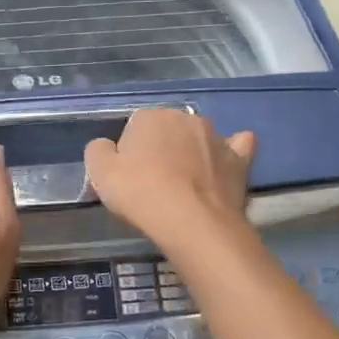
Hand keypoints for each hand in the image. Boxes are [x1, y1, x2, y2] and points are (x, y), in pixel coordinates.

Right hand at [84, 109, 255, 254]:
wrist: (192, 222)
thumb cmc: (141, 194)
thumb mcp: (100, 173)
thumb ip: (98, 151)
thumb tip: (106, 146)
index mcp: (150, 116)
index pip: (135, 127)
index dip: (129, 152)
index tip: (128, 176)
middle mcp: (186, 118)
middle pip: (168, 130)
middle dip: (162, 148)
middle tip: (154, 182)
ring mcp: (217, 137)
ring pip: (199, 138)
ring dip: (192, 152)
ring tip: (186, 184)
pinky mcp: (240, 159)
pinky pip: (236, 148)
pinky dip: (229, 154)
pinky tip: (224, 167)